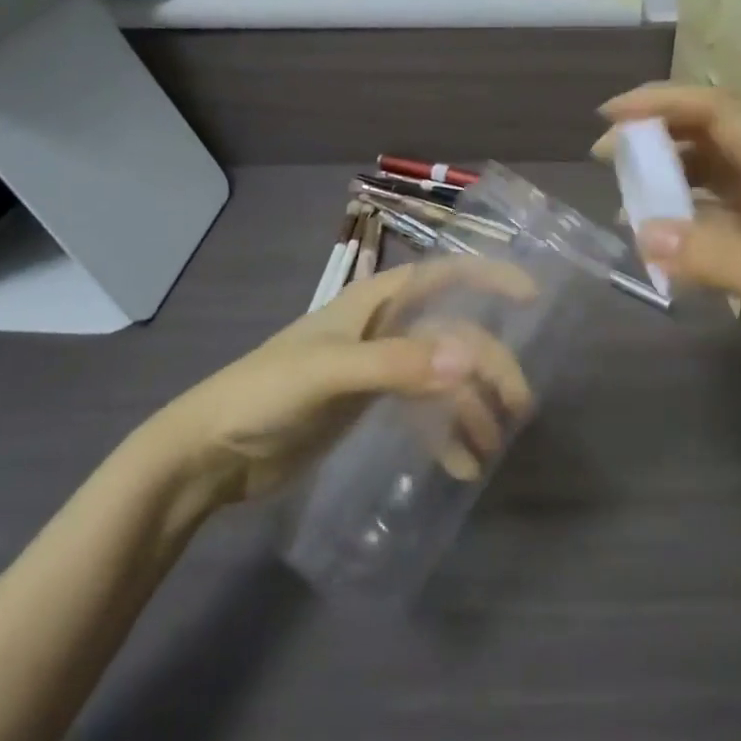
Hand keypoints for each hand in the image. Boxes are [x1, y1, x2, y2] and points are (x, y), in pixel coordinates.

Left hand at [128, 258, 536, 514]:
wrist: (210, 454)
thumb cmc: (264, 395)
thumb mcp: (330, 374)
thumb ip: (398, 365)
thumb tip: (470, 357)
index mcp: (372, 303)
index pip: (440, 275)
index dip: (486, 277)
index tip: (530, 295)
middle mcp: (380, 328)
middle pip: (450, 333)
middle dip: (487, 364)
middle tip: (517, 405)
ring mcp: (376, 368)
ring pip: (440, 375)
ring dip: (469, 406)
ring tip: (489, 448)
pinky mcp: (367, 406)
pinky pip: (421, 410)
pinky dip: (443, 433)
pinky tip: (458, 465)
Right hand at [596, 84, 740, 400]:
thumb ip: (726, 259)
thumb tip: (641, 231)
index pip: (721, 114)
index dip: (666, 102)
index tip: (611, 116)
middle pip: (708, 137)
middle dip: (654, 134)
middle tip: (603, 158)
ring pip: (706, 178)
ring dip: (663, 176)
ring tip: (623, 201)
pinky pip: (710, 223)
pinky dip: (678, 225)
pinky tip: (658, 249)